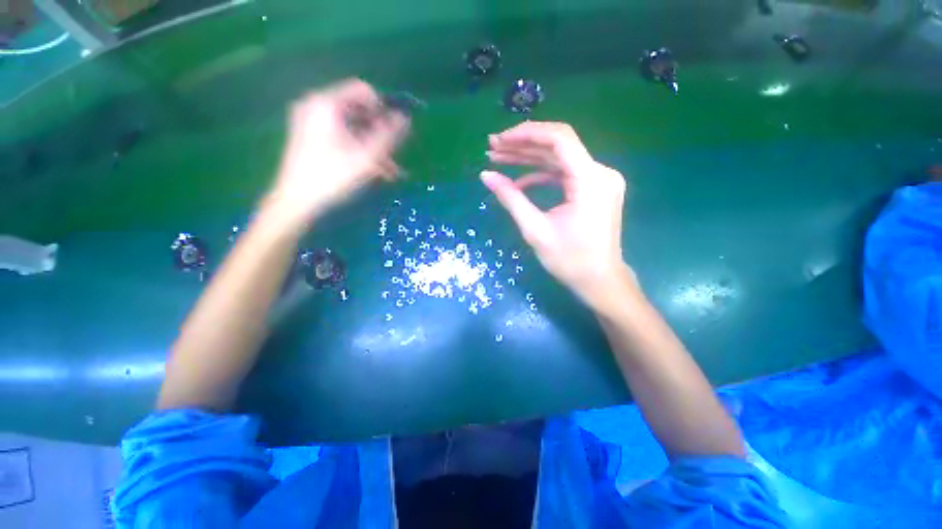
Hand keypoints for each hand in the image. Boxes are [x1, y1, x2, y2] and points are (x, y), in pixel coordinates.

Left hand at [267, 79, 409, 225]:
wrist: (297, 203)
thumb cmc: (333, 177)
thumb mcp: (367, 157)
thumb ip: (389, 135)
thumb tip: (405, 118)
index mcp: (326, 104)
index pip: (363, 91)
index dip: (384, 109)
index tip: (396, 132)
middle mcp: (316, 106)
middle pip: (359, 112)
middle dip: (381, 135)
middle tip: (395, 157)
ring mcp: (311, 123)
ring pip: (353, 129)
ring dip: (374, 148)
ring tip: (390, 173)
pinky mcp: (310, 138)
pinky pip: (342, 138)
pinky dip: (359, 151)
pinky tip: (374, 172)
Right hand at [482, 122, 629, 300]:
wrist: (599, 281)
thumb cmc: (569, 260)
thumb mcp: (535, 230)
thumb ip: (511, 199)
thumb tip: (486, 176)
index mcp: (590, 181)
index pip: (559, 140)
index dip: (526, 134)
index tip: (499, 139)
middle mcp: (600, 172)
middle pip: (558, 146)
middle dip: (523, 144)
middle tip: (493, 147)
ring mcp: (599, 179)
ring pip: (559, 159)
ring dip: (529, 158)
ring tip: (499, 158)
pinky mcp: (594, 188)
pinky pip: (564, 174)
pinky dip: (541, 175)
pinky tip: (519, 181)